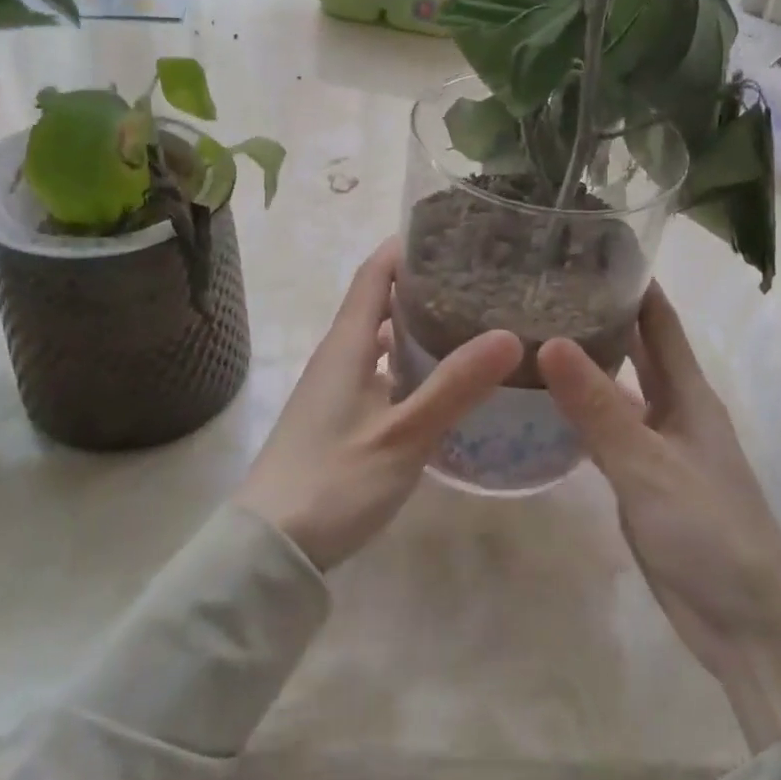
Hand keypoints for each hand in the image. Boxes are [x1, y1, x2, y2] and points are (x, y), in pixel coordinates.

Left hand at [234, 239, 520, 571]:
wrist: (271, 549)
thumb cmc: (333, 481)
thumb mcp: (402, 435)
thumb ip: (454, 386)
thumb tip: (509, 335)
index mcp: (346, 344)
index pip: (374, 273)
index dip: (406, 246)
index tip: (451, 230)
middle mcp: (338, 356)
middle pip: (379, 302)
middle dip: (423, 283)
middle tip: (480, 276)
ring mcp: (336, 389)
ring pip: (381, 340)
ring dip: (418, 325)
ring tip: (471, 320)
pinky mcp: (340, 418)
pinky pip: (381, 372)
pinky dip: (411, 363)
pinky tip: (443, 381)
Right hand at [540, 284, 780, 750]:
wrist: (745, 622)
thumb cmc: (709, 531)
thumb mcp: (648, 465)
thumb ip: (598, 407)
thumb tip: (548, 340)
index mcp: (689, 393)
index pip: (660, 320)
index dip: (633, 281)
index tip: (592, 247)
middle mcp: (674, 409)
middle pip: (637, 349)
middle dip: (602, 315)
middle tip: (546, 285)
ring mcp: (657, 445)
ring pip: (616, 390)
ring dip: (586, 363)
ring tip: (533, 334)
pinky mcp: (641, 480)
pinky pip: (605, 431)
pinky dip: (579, 412)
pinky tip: (542, 404)